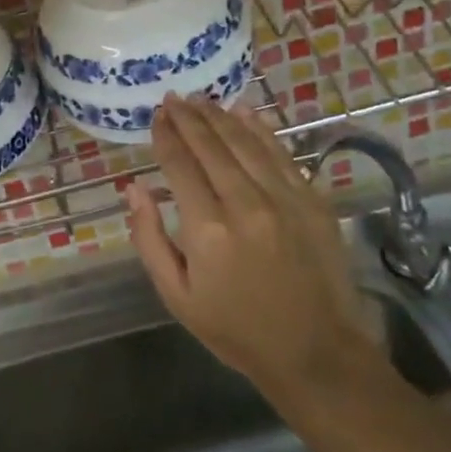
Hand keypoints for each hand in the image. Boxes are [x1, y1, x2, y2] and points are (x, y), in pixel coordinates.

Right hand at [127, 95, 387, 412]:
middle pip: (210, 145)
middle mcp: (245, 204)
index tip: (156, 115)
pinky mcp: (312, 200)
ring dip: (219, 116)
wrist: (317, 354)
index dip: (165, 135)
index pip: (179, 164)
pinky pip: (281, 152)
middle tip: (173, 97)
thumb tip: (134, 187)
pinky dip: (260, 128)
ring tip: (200, 99)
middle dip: (188, 117)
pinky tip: (244, 111)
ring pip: (245, 141)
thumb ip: (148, 238)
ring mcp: (284, 198)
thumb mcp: (176, 296)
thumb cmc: (236, 329)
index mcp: (207, 229)